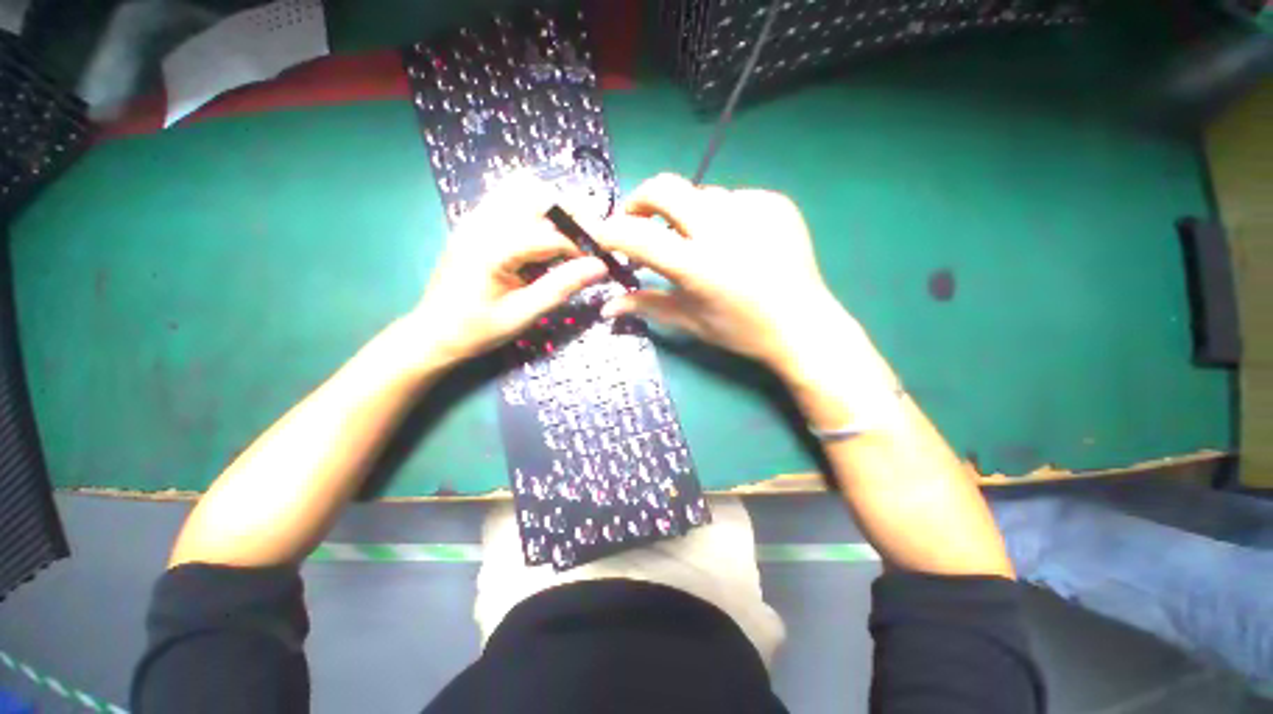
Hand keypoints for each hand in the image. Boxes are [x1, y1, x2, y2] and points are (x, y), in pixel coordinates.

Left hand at [405, 176, 607, 368]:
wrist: (433, 331)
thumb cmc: (477, 329)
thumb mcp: (523, 314)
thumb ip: (561, 287)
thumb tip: (600, 267)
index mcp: (493, 247)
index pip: (551, 233)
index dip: (583, 244)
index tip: (603, 259)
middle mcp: (483, 221)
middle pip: (539, 195)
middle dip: (573, 216)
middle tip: (591, 244)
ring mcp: (476, 216)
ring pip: (525, 188)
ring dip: (555, 209)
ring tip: (571, 238)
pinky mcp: (475, 220)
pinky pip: (510, 196)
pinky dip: (536, 208)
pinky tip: (545, 234)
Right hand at [596, 174, 850, 376]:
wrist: (802, 325)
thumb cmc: (741, 331)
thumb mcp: (690, 321)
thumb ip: (647, 305)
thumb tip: (608, 307)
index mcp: (698, 266)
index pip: (637, 236)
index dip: (610, 233)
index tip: (603, 237)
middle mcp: (723, 230)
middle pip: (665, 188)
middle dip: (641, 200)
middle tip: (639, 219)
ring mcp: (753, 211)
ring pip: (701, 195)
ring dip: (688, 214)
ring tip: (699, 241)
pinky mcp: (775, 203)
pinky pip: (733, 198)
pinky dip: (723, 216)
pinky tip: (735, 241)